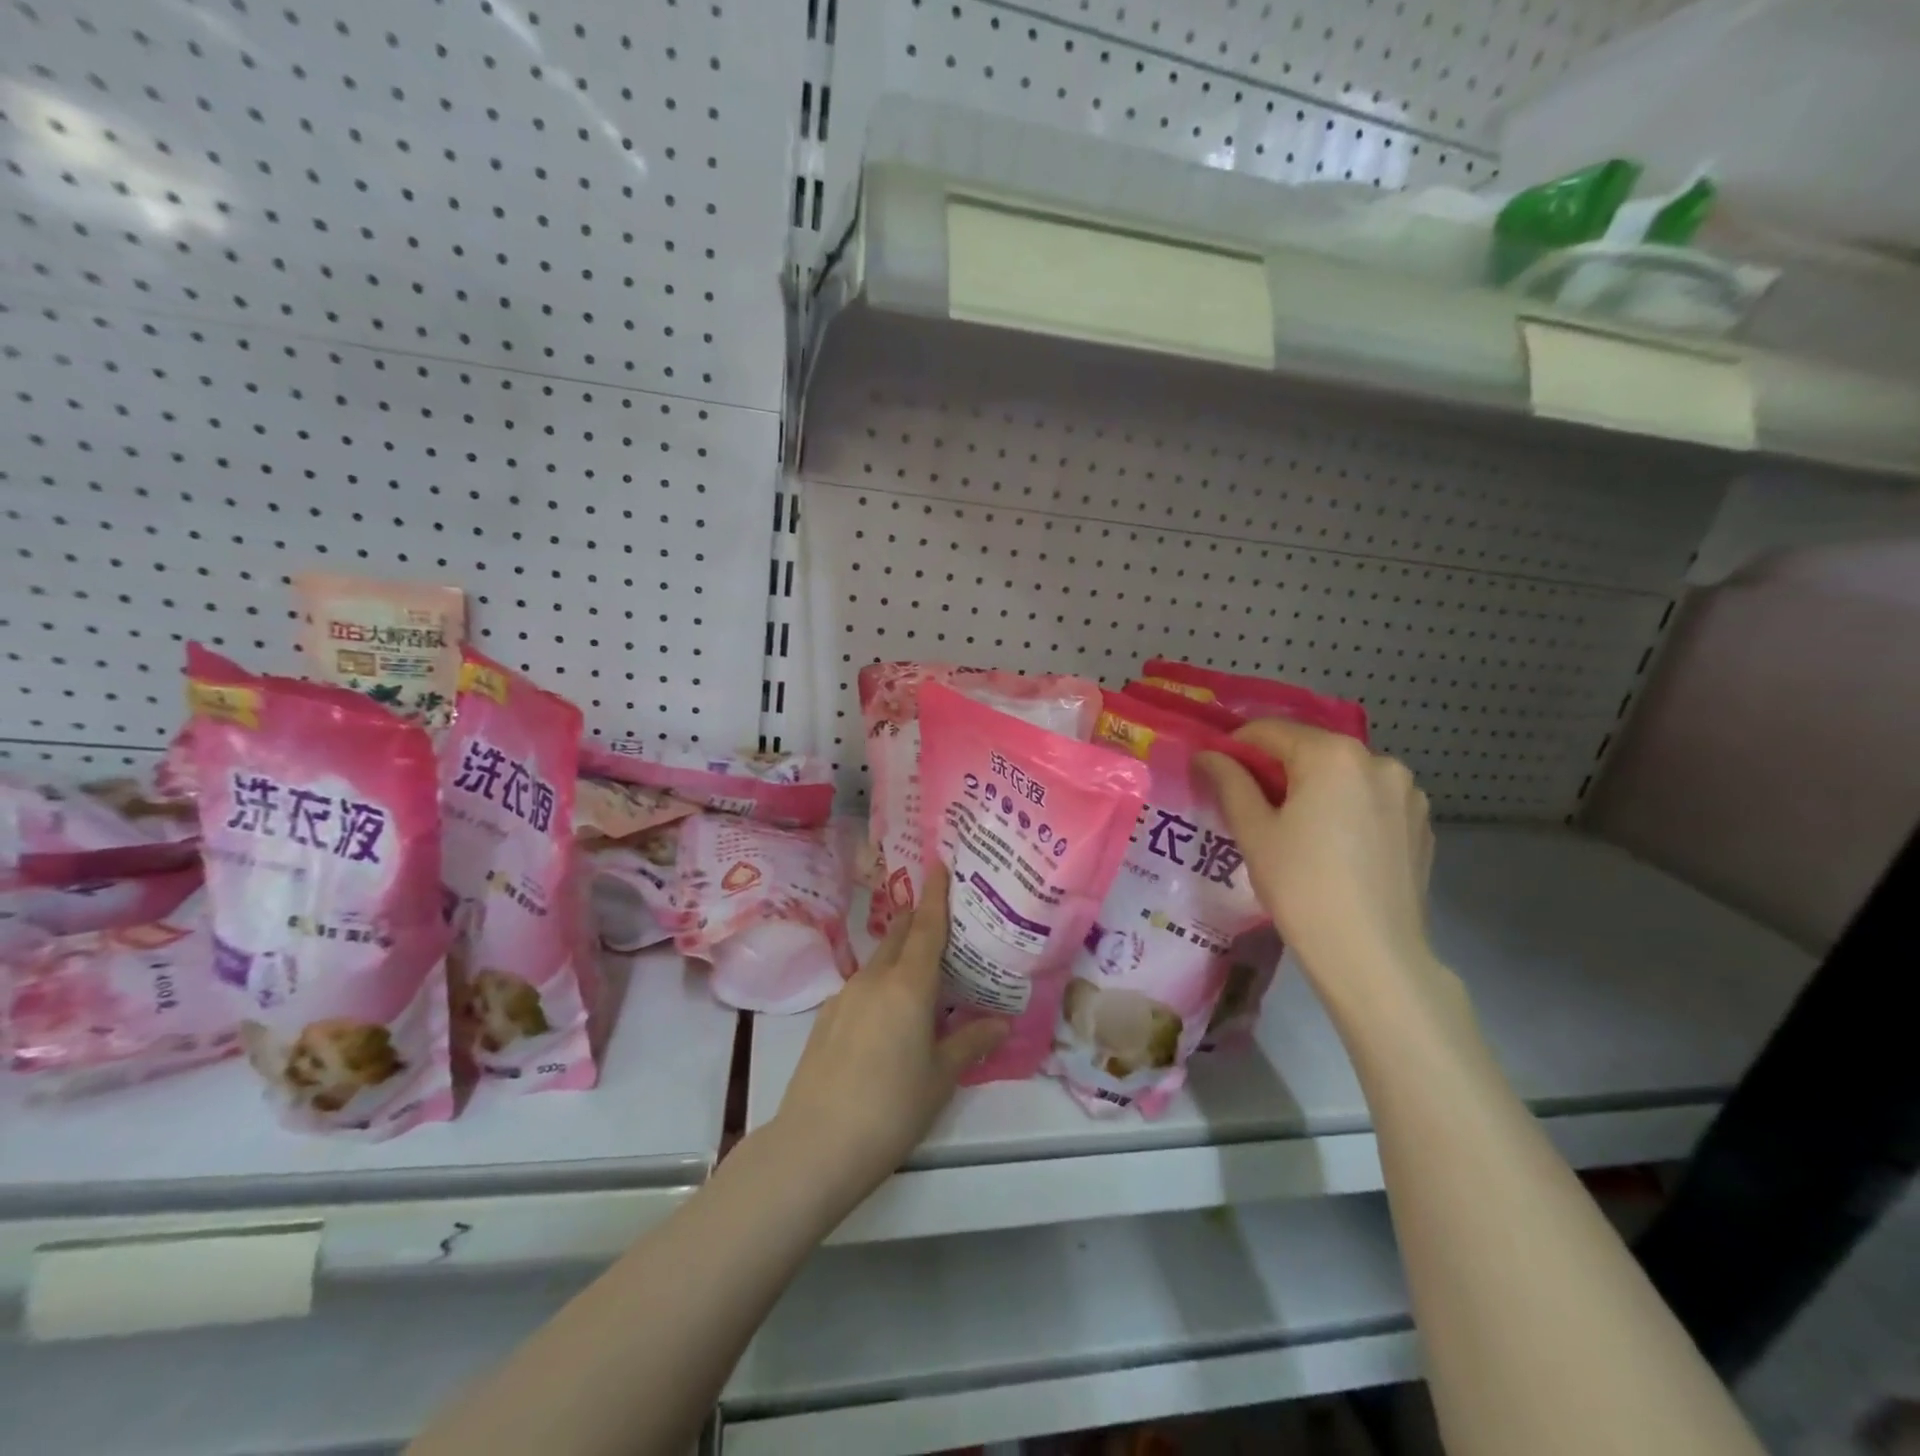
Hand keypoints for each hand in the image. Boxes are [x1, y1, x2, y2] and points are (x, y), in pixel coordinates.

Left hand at [772, 864, 1006, 1203]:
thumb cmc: (892, 1107)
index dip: (935, 894)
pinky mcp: (826, 1017)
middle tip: (943, 917)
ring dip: (900, 954)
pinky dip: (882, 983)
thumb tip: (1002, 1022)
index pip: (926, 926)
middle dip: (918, 919)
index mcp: (908, 985)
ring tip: (923, 970)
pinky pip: (862, 985)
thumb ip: (971, 1042)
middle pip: (899, 935)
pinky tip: (890, 1012)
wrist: (816, 1144)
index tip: (940, 864)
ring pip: (879, 961)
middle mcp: (874, 978)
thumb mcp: (940, 1077)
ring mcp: (845, 996)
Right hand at [1197, 719, 1437, 1007]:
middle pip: (1311, 750)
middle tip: (1251, 805)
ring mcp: (1408, 793)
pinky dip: (1346, 809)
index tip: (1217, 772)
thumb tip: (1207, 755)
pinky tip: (1333, 847)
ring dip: (1315, 788)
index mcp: (1333, 755)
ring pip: (1344, 775)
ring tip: (1295, 830)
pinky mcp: (1422, 824)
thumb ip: (1229, 781)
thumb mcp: (1254, 831)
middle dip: (1277, 769)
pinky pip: (1372, 801)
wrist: (1372, 955)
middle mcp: (1378, 760)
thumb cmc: (1301, 886)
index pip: (1270, 731)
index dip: (1236, 747)